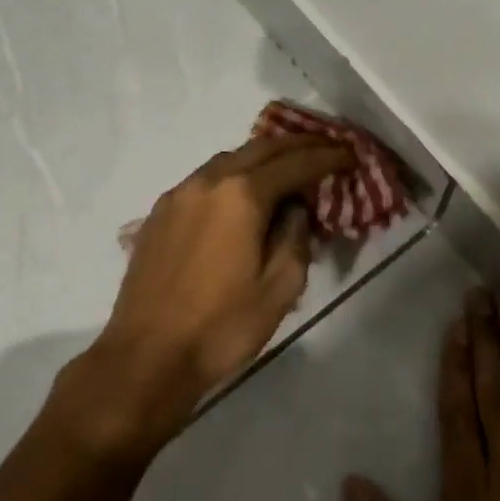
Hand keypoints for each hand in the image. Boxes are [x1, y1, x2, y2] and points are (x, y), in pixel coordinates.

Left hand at [50, 133, 352, 460]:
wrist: (147, 356)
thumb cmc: (221, 327)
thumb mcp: (280, 288)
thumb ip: (295, 238)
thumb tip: (295, 209)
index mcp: (241, 196)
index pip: (295, 163)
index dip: (328, 157)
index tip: (352, 156)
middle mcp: (208, 182)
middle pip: (260, 149)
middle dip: (298, 144)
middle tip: (327, 148)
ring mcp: (178, 194)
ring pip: (229, 159)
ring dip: (263, 157)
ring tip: (289, 165)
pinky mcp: (159, 213)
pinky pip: (205, 179)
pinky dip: (234, 175)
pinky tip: (243, 192)